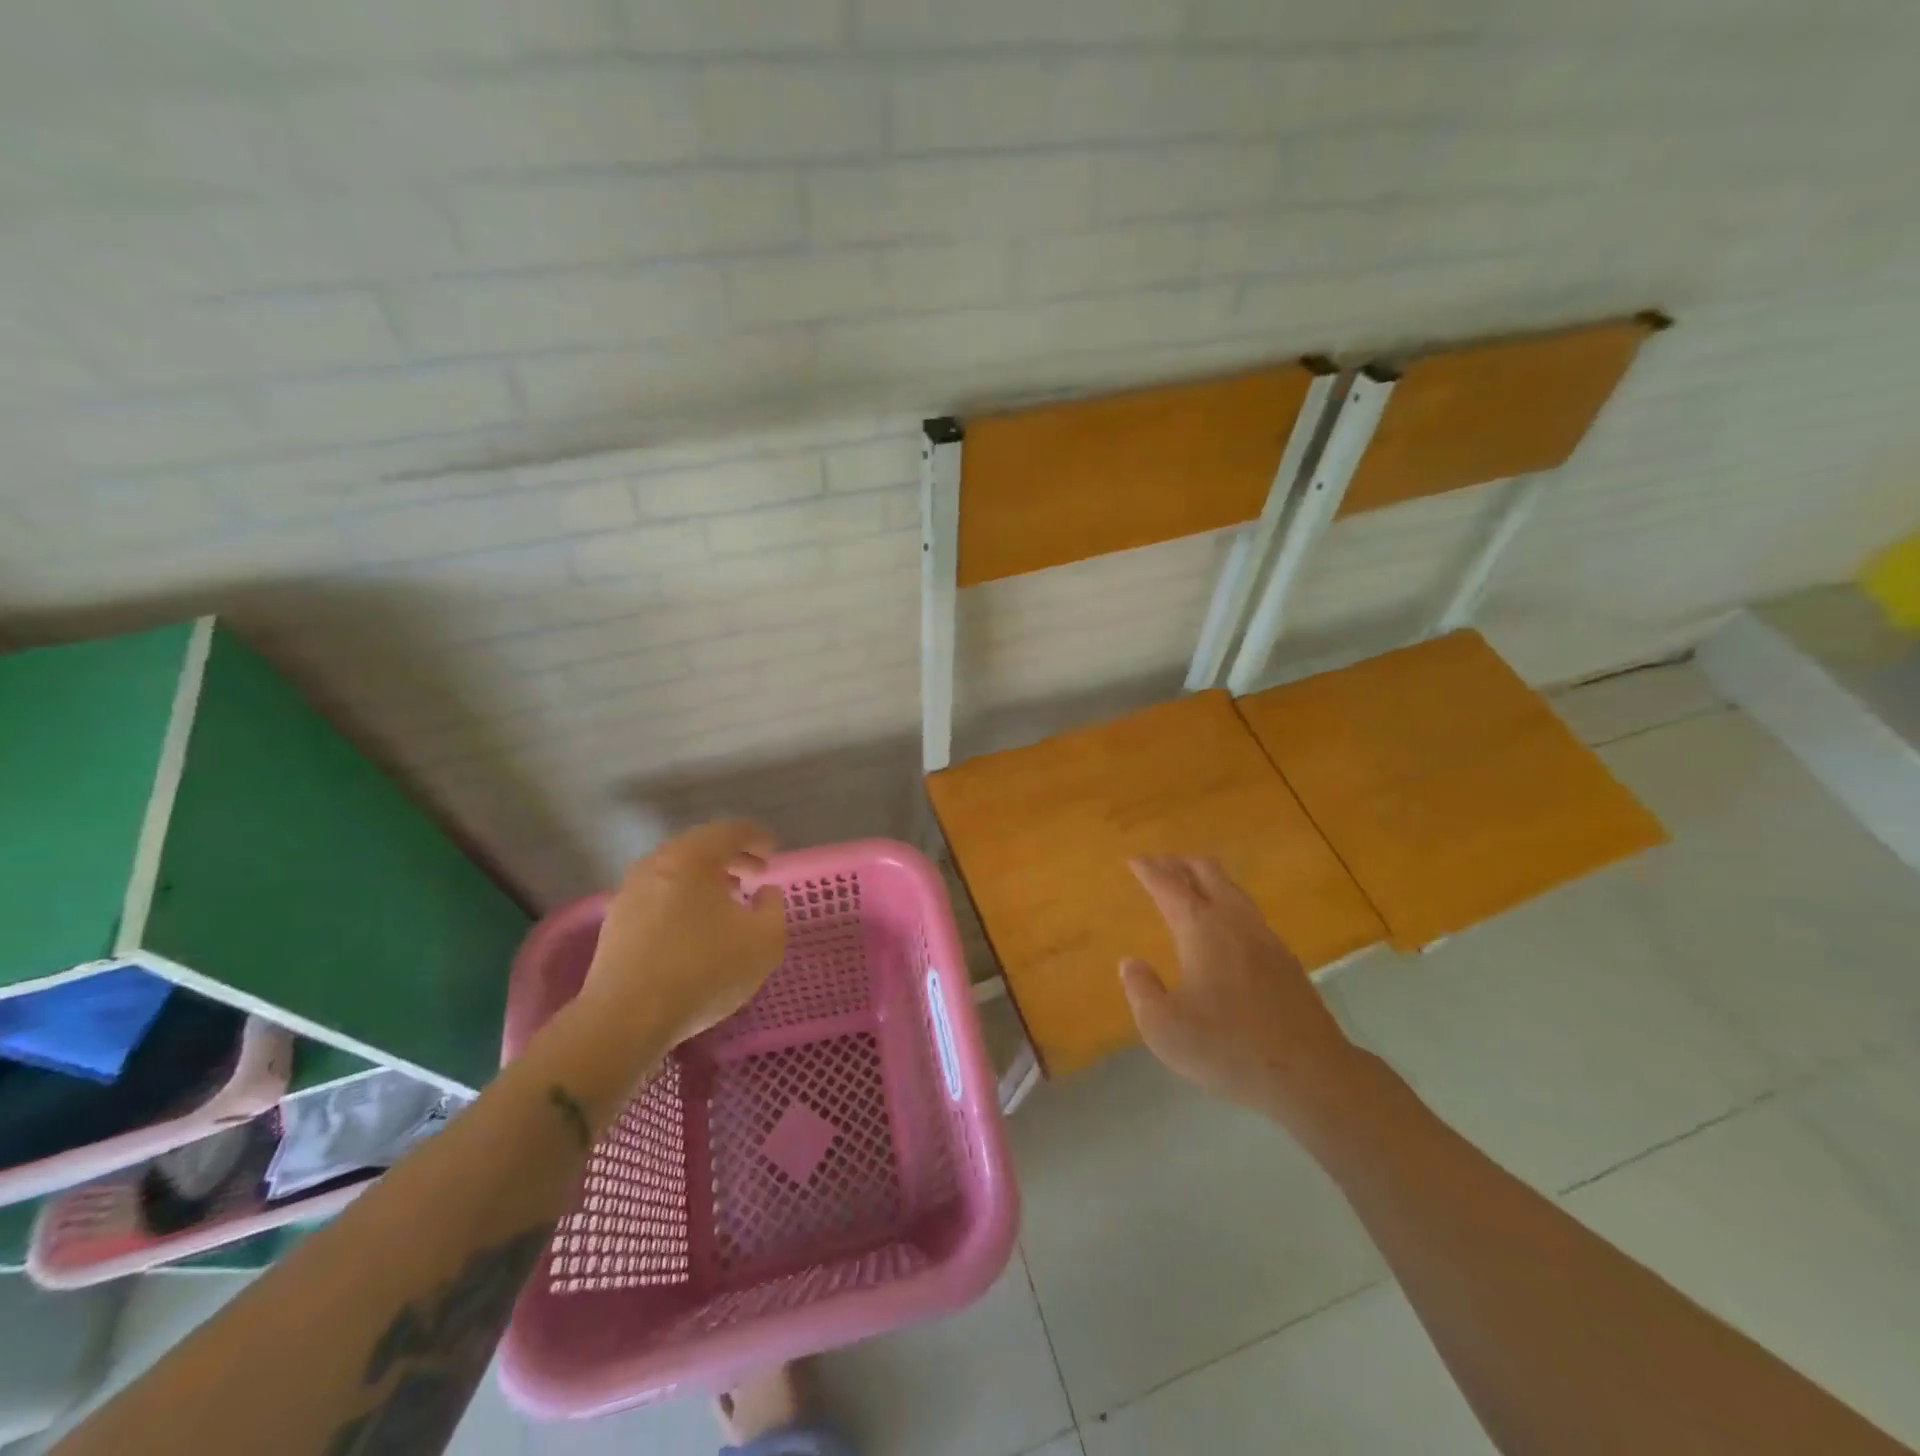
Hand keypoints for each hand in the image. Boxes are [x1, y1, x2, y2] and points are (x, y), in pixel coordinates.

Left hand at [579, 820, 787, 1049]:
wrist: (626, 1019)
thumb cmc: (704, 970)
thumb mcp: (764, 941)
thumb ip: (773, 908)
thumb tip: (764, 893)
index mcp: (692, 857)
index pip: (730, 831)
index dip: (757, 837)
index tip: (774, 852)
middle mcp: (657, 864)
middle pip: (700, 847)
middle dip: (732, 857)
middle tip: (756, 874)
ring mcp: (630, 892)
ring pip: (676, 872)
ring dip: (706, 880)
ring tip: (728, 903)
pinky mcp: (616, 922)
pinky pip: (659, 895)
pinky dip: (683, 899)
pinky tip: (695, 929)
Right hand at [1120, 856, 1364, 1127]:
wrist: (1310, 1073)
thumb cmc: (1228, 1048)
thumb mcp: (1164, 1028)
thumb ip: (1141, 990)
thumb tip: (1131, 963)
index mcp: (1200, 929)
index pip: (1169, 886)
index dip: (1149, 870)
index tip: (1134, 859)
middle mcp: (1233, 921)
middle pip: (1207, 873)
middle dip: (1180, 865)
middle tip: (1159, 865)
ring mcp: (1264, 937)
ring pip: (1232, 889)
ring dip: (1206, 879)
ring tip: (1189, 885)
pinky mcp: (1284, 958)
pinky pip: (1247, 911)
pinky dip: (1226, 901)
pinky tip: (1224, 925)